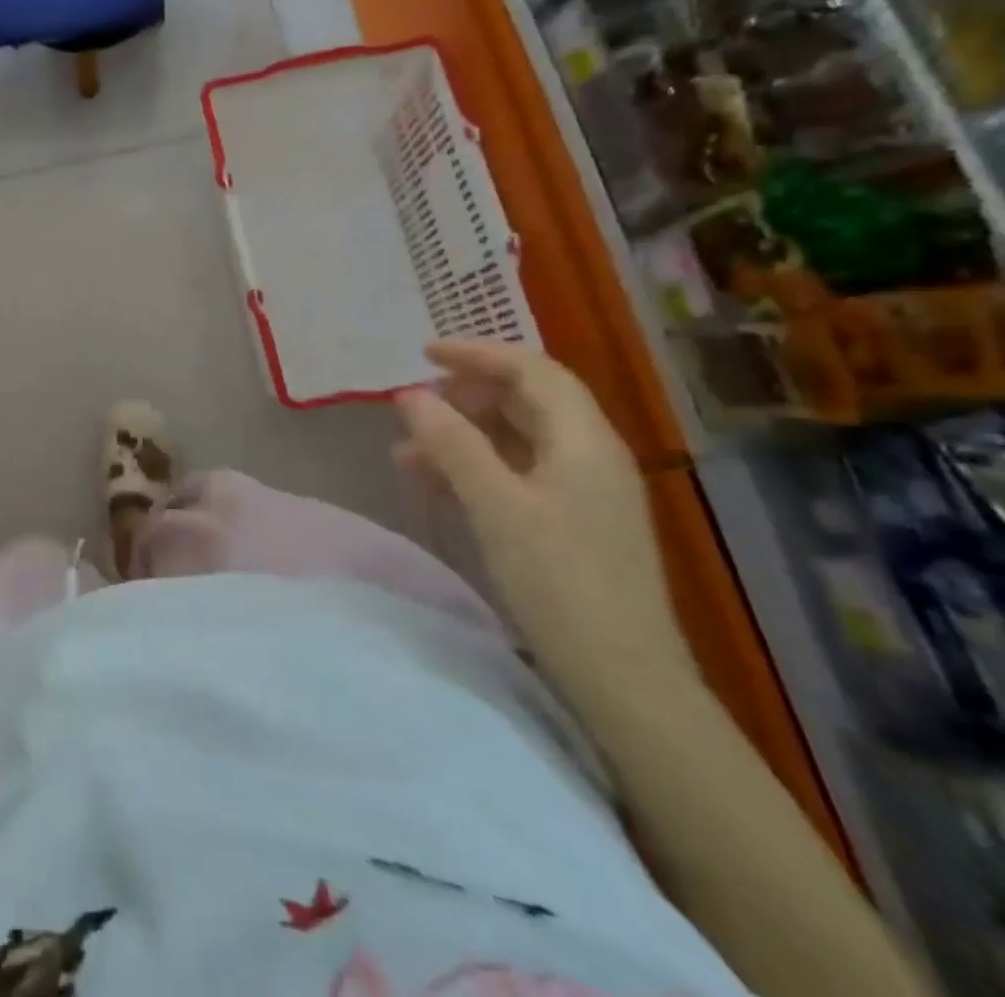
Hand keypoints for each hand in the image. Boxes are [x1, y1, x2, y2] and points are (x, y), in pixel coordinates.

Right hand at [394, 339, 697, 717]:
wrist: (624, 680)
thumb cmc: (560, 584)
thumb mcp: (496, 506)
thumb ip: (452, 444)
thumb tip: (410, 395)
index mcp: (583, 440)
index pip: (531, 370)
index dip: (477, 354)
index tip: (423, 354)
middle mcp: (590, 455)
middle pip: (527, 399)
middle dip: (466, 394)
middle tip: (413, 405)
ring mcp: (585, 490)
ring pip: (518, 437)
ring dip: (463, 433)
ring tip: (408, 450)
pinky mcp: (574, 521)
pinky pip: (519, 472)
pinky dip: (476, 466)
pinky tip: (439, 484)